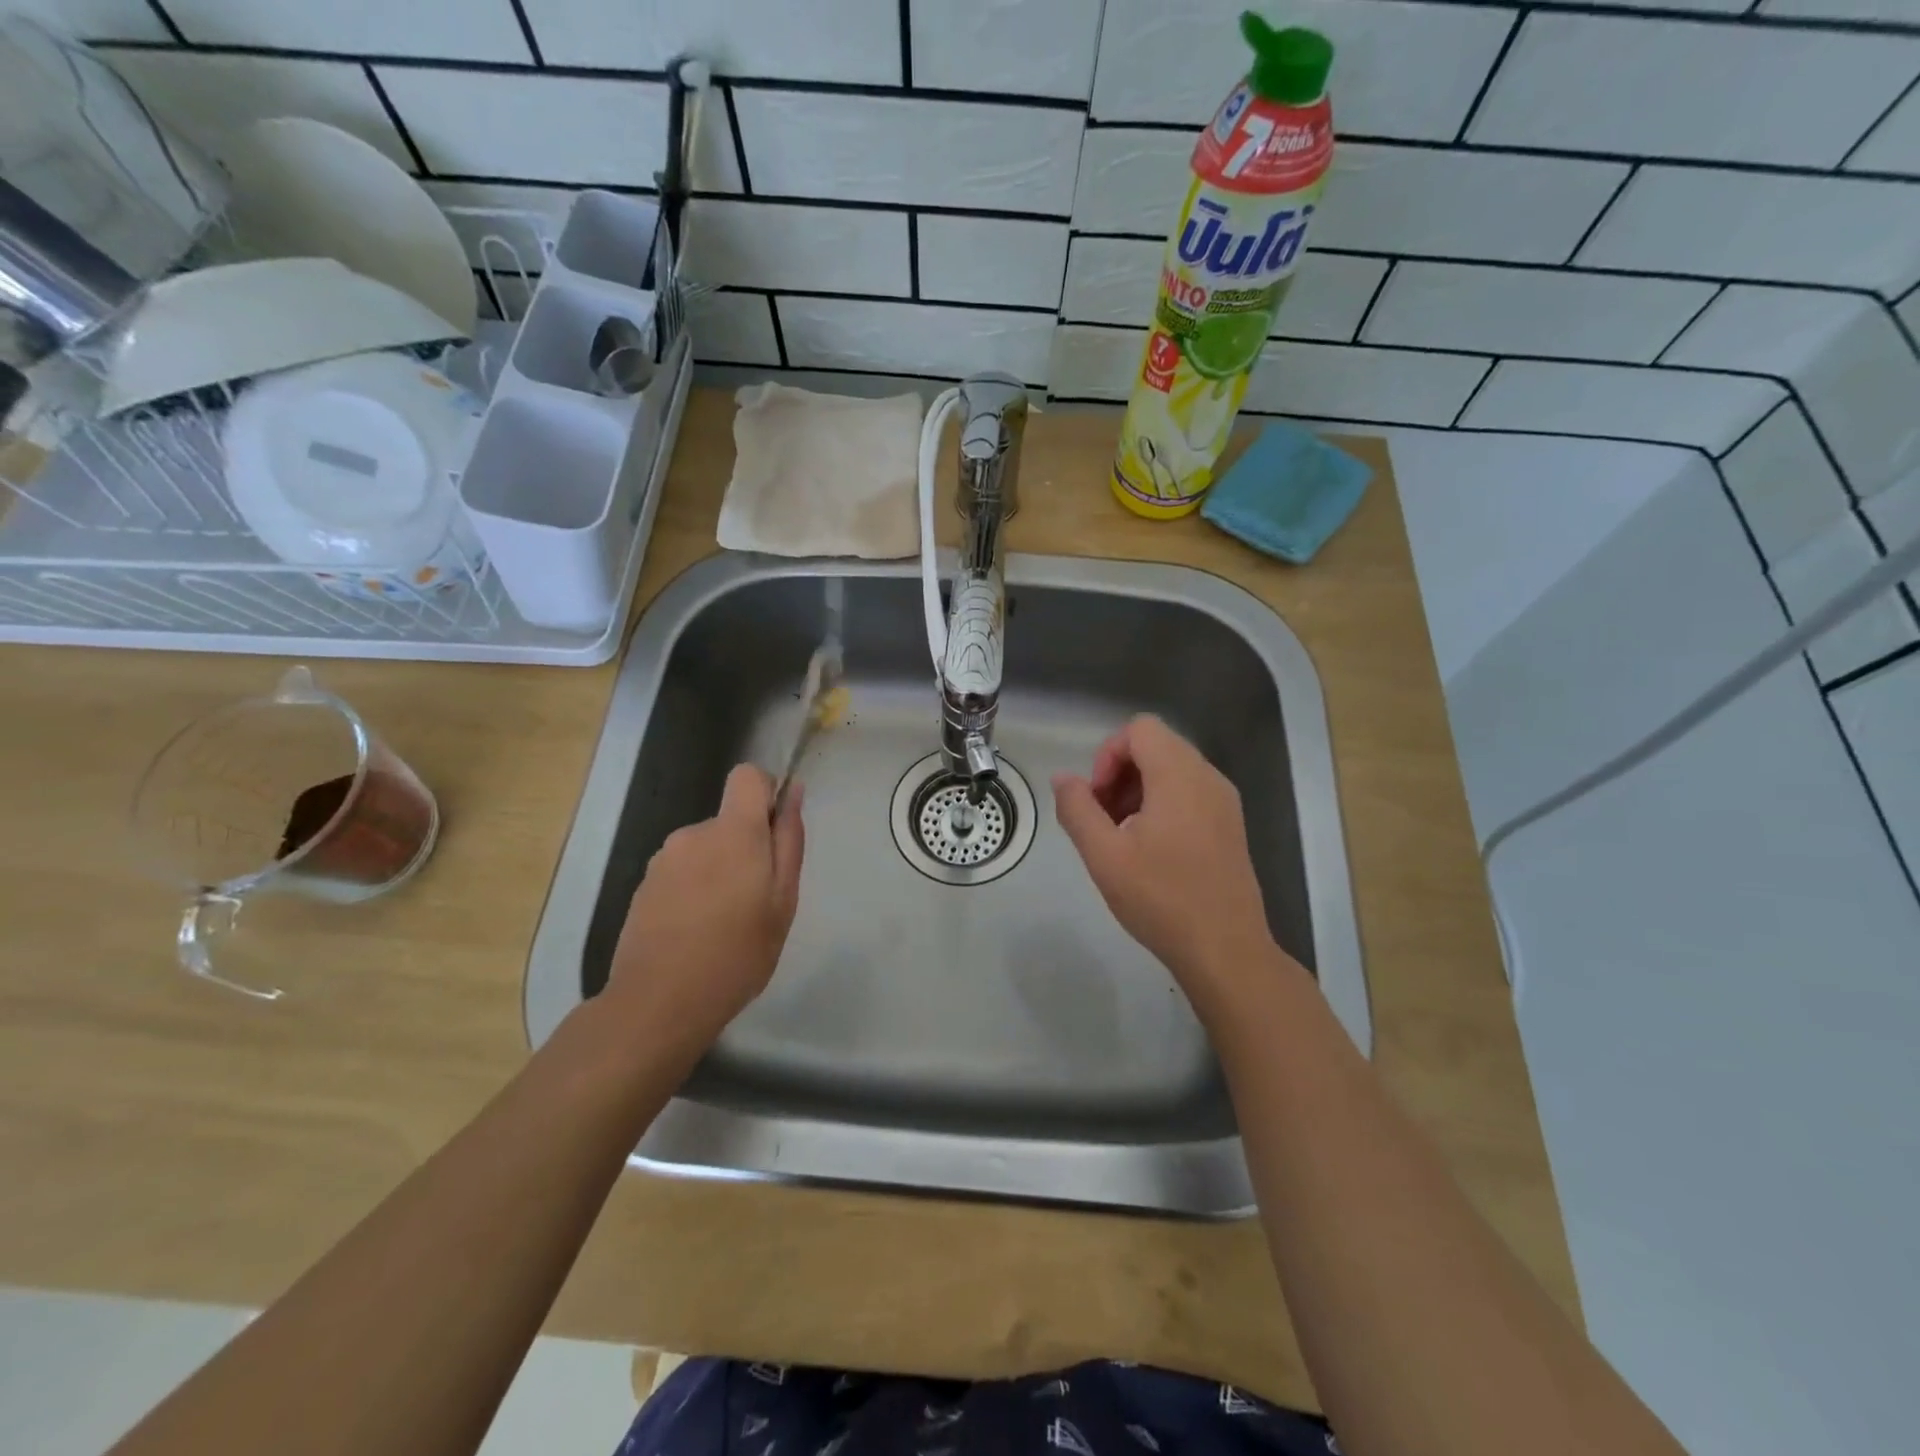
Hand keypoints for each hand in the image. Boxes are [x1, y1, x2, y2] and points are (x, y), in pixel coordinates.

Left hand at [604, 765, 804, 1057]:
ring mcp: (663, 860)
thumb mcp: (783, 901)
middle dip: (746, 848)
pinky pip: (682, 872)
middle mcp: (693, 834)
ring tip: (725, 924)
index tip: (775, 834)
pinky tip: (696, 933)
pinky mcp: (644, 886)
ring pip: (705, 849)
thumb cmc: (737, 954)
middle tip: (756, 902)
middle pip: (729, 821)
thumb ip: (789, 840)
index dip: (766, 793)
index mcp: (733, 831)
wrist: (659, 1003)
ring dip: (719, 872)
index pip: (747, 776)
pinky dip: (694, 890)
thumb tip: (792, 792)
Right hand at [1052, 715, 1290, 1013]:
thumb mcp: (1104, 855)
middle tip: (1103, 819)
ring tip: (1122, 836)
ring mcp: (1224, 801)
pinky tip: (1150, 849)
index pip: (1139, 729)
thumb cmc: (1161, 899)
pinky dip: (1162, 804)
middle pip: (1156, 746)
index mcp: (1179, 776)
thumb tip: (1062, 778)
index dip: (1107, 755)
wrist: (1226, 950)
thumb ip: (1077, 808)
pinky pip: (1190, 792)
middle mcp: (1208, 778)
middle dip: (1120, 773)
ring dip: (1138, 789)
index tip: (1096, 799)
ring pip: (1173, 769)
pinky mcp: (1230, 825)